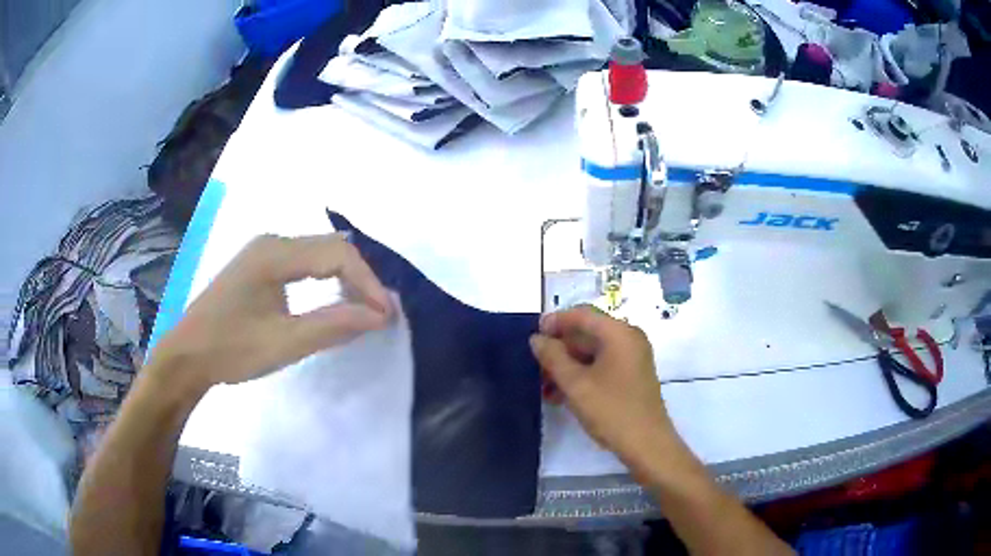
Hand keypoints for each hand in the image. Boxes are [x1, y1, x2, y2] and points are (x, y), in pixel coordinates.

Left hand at [149, 233, 391, 391]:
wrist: (187, 356)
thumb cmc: (230, 349)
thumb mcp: (284, 343)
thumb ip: (333, 325)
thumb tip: (380, 315)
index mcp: (274, 253)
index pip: (336, 253)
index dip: (367, 282)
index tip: (386, 316)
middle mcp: (271, 242)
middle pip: (330, 247)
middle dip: (360, 279)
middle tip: (378, 314)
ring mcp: (263, 251)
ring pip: (318, 253)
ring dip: (344, 278)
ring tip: (361, 309)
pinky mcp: (259, 265)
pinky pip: (304, 262)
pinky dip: (325, 280)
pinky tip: (332, 299)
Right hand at [529, 306, 674, 467]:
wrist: (646, 444)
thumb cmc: (611, 410)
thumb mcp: (575, 384)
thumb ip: (553, 357)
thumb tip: (537, 339)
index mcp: (619, 333)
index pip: (581, 315)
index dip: (555, 322)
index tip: (532, 338)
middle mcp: (628, 339)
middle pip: (587, 332)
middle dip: (559, 348)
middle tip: (536, 366)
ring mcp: (632, 357)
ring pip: (592, 351)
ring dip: (567, 365)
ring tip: (545, 386)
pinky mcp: (631, 375)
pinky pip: (601, 365)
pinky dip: (581, 374)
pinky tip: (562, 394)